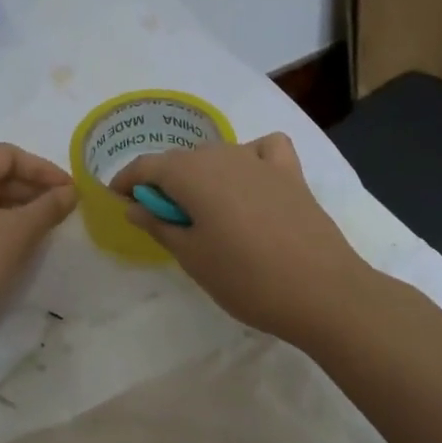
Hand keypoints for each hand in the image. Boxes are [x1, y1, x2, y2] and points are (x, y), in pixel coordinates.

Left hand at [0, 142, 77, 373]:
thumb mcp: (18, 234)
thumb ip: (47, 208)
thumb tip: (69, 192)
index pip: (5, 155)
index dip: (41, 167)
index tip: (68, 189)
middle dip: (30, 189)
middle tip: (60, 210)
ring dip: (15, 211)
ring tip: (43, 231)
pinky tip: (15, 252)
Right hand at [110, 133, 366, 344]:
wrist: (323, 292)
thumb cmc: (246, 279)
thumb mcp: (192, 257)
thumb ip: (159, 224)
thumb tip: (134, 205)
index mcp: (191, 174)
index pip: (146, 167)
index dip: (127, 181)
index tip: (118, 200)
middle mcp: (221, 155)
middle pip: (181, 160)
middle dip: (164, 182)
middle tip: (161, 217)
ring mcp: (259, 160)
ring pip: (217, 155)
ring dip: (202, 174)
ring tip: (205, 210)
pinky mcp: (290, 173)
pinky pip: (263, 150)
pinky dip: (250, 157)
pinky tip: (251, 180)